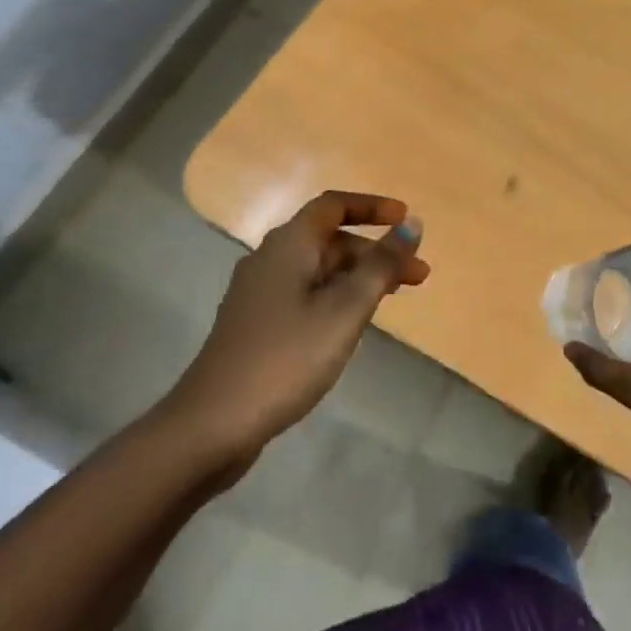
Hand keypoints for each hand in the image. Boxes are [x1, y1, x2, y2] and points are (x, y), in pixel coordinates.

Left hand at [162, 191, 430, 464]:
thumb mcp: (345, 309)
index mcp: (289, 245)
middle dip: (376, 252)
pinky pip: (305, 295)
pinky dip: (336, 297)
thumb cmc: (286, 357)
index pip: (333, 206)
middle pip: (329, 240)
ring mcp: (259, 294)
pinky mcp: (256, 325)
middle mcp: (270, 259)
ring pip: (318, 270)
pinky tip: (352, 325)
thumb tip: (412, 225)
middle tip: (418, 276)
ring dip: (359, 277)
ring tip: (393, 299)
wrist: (212, 424)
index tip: (406, 220)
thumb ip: (381, 265)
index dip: (372, 207)